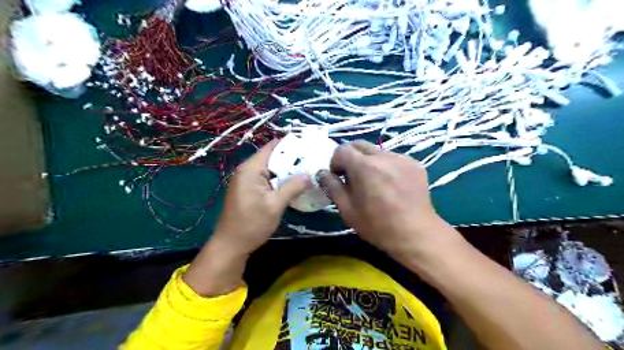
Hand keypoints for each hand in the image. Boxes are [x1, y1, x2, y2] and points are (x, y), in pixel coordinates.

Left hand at [185, 140, 311, 294]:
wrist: (231, 245)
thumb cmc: (252, 224)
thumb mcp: (275, 205)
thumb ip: (292, 187)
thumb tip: (310, 175)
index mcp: (251, 169)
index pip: (271, 148)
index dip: (289, 145)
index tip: (308, 146)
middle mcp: (247, 171)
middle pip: (271, 158)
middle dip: (291, 158)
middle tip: (312, 160)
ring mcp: (246, 181)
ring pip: (270, 169)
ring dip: (286, 170)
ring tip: (307, 170)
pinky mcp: (249, 190)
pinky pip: (266, 179)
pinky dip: (279, 180)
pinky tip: (293, 184)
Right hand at [319, 139, 456, 259]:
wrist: (416, 234)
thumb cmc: (377, 225)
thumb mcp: (347, 209)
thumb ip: (332, 186)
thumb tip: (322, 173)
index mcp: (364, 167)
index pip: (342, 149)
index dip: (335, 162)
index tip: (338, 177)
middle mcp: (383, 156)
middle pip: (359, 145)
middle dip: (351, 157)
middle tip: (353, 177)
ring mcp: (401, 158)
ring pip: (377, 151)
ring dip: (369, 162)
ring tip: (375, 183)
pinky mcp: (415, 164)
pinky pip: (393, 158)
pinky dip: (386, 166)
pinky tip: (391, 185)